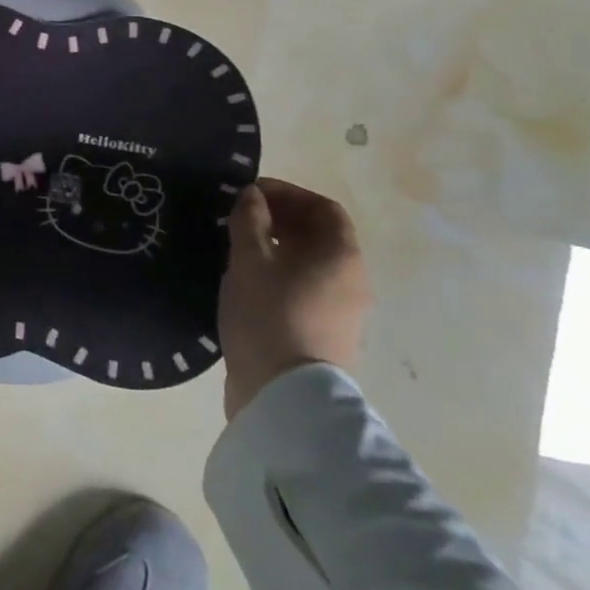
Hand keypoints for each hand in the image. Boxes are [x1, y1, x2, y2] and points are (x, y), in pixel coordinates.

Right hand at [218, 177, 370, 420]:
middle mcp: (351, 280)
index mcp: (341, 256)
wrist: (285, 394)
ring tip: (238, 247)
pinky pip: (305, 287)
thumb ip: (250, 220)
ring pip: (311, 263)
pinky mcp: (324, 333)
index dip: (288, 194)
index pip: (324, 208)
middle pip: (320, 236)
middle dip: (281, 219)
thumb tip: (253, 196)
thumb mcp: (250, 259)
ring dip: (278, 247)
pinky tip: (248, 280)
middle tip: (239, 217)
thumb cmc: (269, 314)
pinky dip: (280, 273)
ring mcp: (342, 310)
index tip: (250, 194)